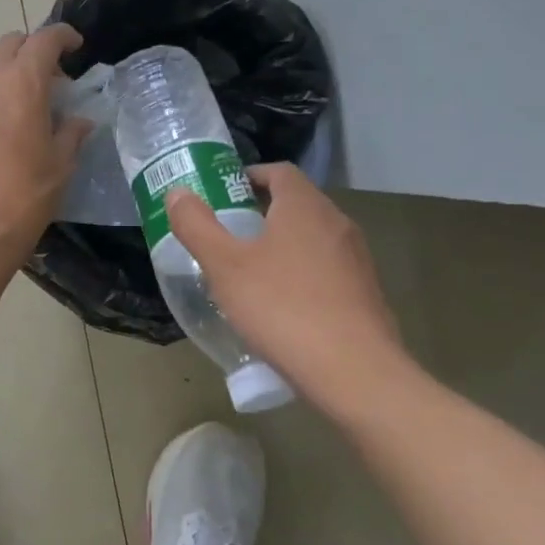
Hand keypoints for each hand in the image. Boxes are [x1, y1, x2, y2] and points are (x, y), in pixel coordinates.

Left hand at [0, 25, 91, 265]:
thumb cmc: (26, 196)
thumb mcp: (61, 164)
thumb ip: (71, 132)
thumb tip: (78, 120)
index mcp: (22, 83)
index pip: (44, 39)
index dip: (63, 37)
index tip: (75, 47)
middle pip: (8, 44)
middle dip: (31, 50)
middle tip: (47, 78)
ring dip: (1, 68)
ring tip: (15, 96)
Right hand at [166, 163, 411, 409]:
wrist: (354, 372)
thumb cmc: (282, 308)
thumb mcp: (225, 267)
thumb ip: (197, 226)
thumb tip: (178, 193)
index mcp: (304, 207)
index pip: (280, 172)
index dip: (250, 176)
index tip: (224, 193)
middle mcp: (337, 223)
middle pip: (298, 204)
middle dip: (263, 212)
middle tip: (228, 234)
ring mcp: (357, 259)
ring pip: (313, 238)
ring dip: (283, 245)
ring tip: (251, 272)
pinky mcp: (366, 293)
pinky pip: (327, 270)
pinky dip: (303, 275)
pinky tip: (283, 307)